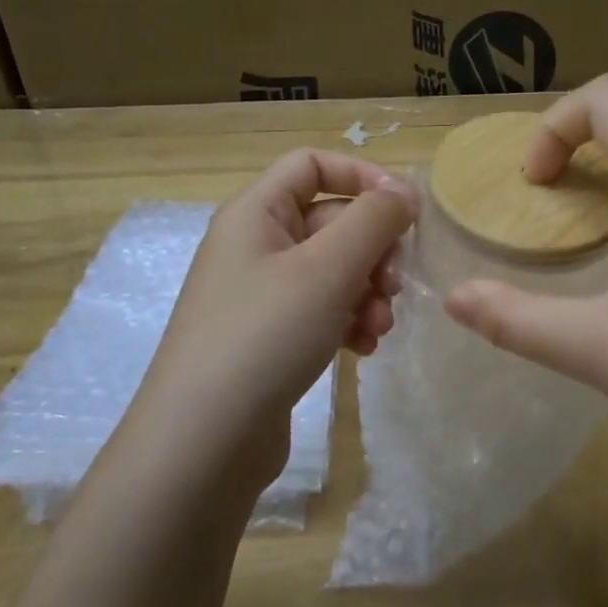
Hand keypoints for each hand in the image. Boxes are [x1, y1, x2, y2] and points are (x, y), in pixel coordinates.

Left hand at [133, 150, 418, 491]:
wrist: (203, 441)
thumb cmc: (265, 335)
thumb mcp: (328, 268)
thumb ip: (374, 220)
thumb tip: (403, 190)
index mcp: (256, 213)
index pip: (312, 165)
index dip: (361, 177)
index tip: (404, 212)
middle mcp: (255, 246)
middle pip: (330, 221)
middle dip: (372, 250)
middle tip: (395, 286)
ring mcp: (260, 295)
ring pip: (332, 271)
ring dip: (367, 292)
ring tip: (380, 327)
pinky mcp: (269, 337)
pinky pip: (321, 310)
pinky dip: (348, 321)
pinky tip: (364, 350)